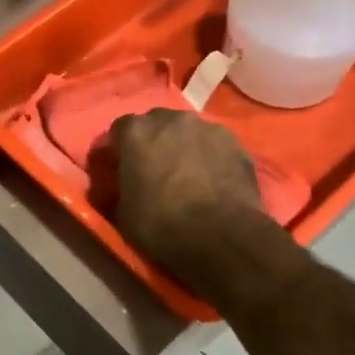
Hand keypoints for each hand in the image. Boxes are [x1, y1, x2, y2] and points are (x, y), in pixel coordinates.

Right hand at [89, 109, 265, 283]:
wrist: (220, 235)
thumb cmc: (160, 224)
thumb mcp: (123, 213)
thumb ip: (120, 188)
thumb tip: (119, 187)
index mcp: (136, 132)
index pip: (118, 131)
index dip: (118, 150)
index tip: (118, 169)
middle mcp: (171, 119)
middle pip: (156, 124)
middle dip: (152, 142)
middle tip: (154, 169)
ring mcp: (207, 127)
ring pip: (188, 132)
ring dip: (183, 147)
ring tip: (187, 175)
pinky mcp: (235, 142)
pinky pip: (214, 145)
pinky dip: (210, 157)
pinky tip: (212, 180)